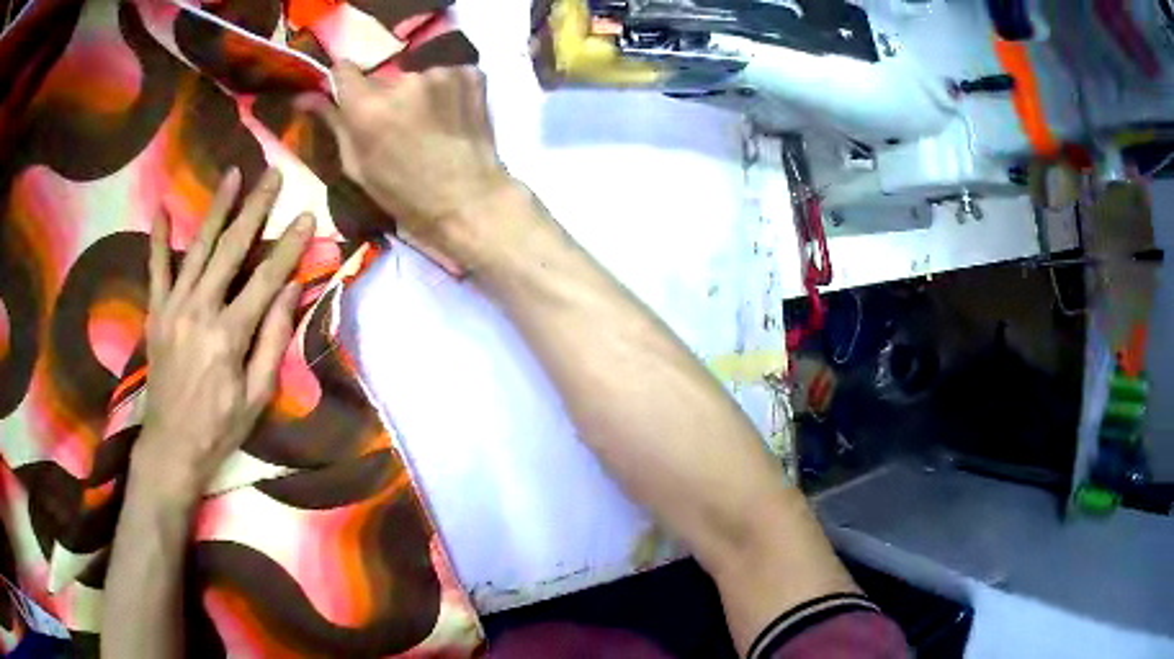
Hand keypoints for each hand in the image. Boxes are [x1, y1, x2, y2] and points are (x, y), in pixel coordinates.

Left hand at [134, 168, 315, 507]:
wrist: (171, 447)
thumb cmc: (219, 428)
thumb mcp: (257, 396)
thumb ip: (273, 340)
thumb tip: (289, 291)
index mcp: (228, 335)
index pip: (265, 280)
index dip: (289, 246)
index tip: (307, 216)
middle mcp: (199, 311)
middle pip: (231, 250)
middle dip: (255, 209)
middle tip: (272, 175)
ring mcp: (173, 308)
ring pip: (198, 248)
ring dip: (217, 209)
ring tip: (233, 175)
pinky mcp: (156, 313)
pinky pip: (156, 270)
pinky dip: (159, 239)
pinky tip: (162, 208)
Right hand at [308, 62, 518, 269]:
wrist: (469, 200)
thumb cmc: (405, 195)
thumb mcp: (357, 167)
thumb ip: (333, 123)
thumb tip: (304, 95)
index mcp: (369, 108)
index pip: (343, 69)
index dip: (344, 82)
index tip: (349, 95)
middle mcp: (404, 81)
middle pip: (381, 76)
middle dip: (382, 95)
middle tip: (395, 124)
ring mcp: (442, 74)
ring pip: (415, 75)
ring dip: (416, 92)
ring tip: (427, 122)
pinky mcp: (471, 74)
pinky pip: (446, 74)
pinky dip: (445, 90)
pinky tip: (451, 115)